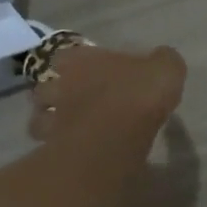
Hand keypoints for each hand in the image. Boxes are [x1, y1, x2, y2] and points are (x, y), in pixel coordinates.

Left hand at [30, 43, 186, 140]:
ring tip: (70, 129)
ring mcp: (52, 116)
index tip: (86, 71)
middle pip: (46, 86)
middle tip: (75, 101)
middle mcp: (60, 83)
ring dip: (51, 121)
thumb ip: (162, 61)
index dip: (74, 64)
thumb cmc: (138, 92)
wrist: (116, 135)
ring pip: (40, 117)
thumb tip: (161, 59)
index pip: (65, 55)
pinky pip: (50, 145)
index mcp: (82, 59)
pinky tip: (74, 151)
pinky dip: (57, 147)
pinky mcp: (52, 146)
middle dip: (56, 93)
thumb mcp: (166, 68)